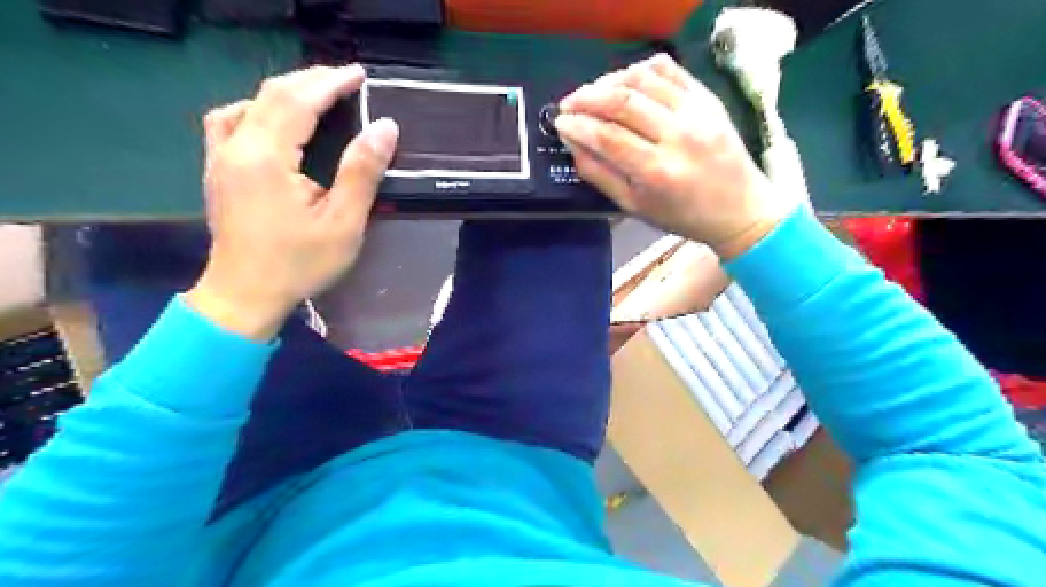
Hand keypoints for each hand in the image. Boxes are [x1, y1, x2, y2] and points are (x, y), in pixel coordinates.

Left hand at [186, 65, 398, 338]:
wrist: (245, 295)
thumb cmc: (299, 263)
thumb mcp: (342, 223)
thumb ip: (362, 172)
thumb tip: (384, 127)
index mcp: (266, 157)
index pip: (298, 100)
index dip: (330, 82)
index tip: (360, 75)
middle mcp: (236, 147)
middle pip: (271, 94)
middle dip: (311, 80)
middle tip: (347, 81)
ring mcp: (220, 157)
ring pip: (249, 103)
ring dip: (285, 92)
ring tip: (316, 95)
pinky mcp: (217, 170)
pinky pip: (230, 121)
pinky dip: (257, 108)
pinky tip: (272, 120)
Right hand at [555, 54, 794, 258]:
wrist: (739, 209)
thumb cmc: (682, 216)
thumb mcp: (635, 207)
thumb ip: (600, 175)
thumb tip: (572, 144)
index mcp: (657, 172)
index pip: (607, 137)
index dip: (577, 126)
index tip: (560, 122)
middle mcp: (678, 136)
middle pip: (622, 102)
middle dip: (586, 98)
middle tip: (568, 103)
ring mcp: (697, 112)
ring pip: (643, 79)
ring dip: (609, 81)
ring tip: (593, 92)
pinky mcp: (708, 98)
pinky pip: (669, 69)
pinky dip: (640, 69)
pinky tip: (625, 81)